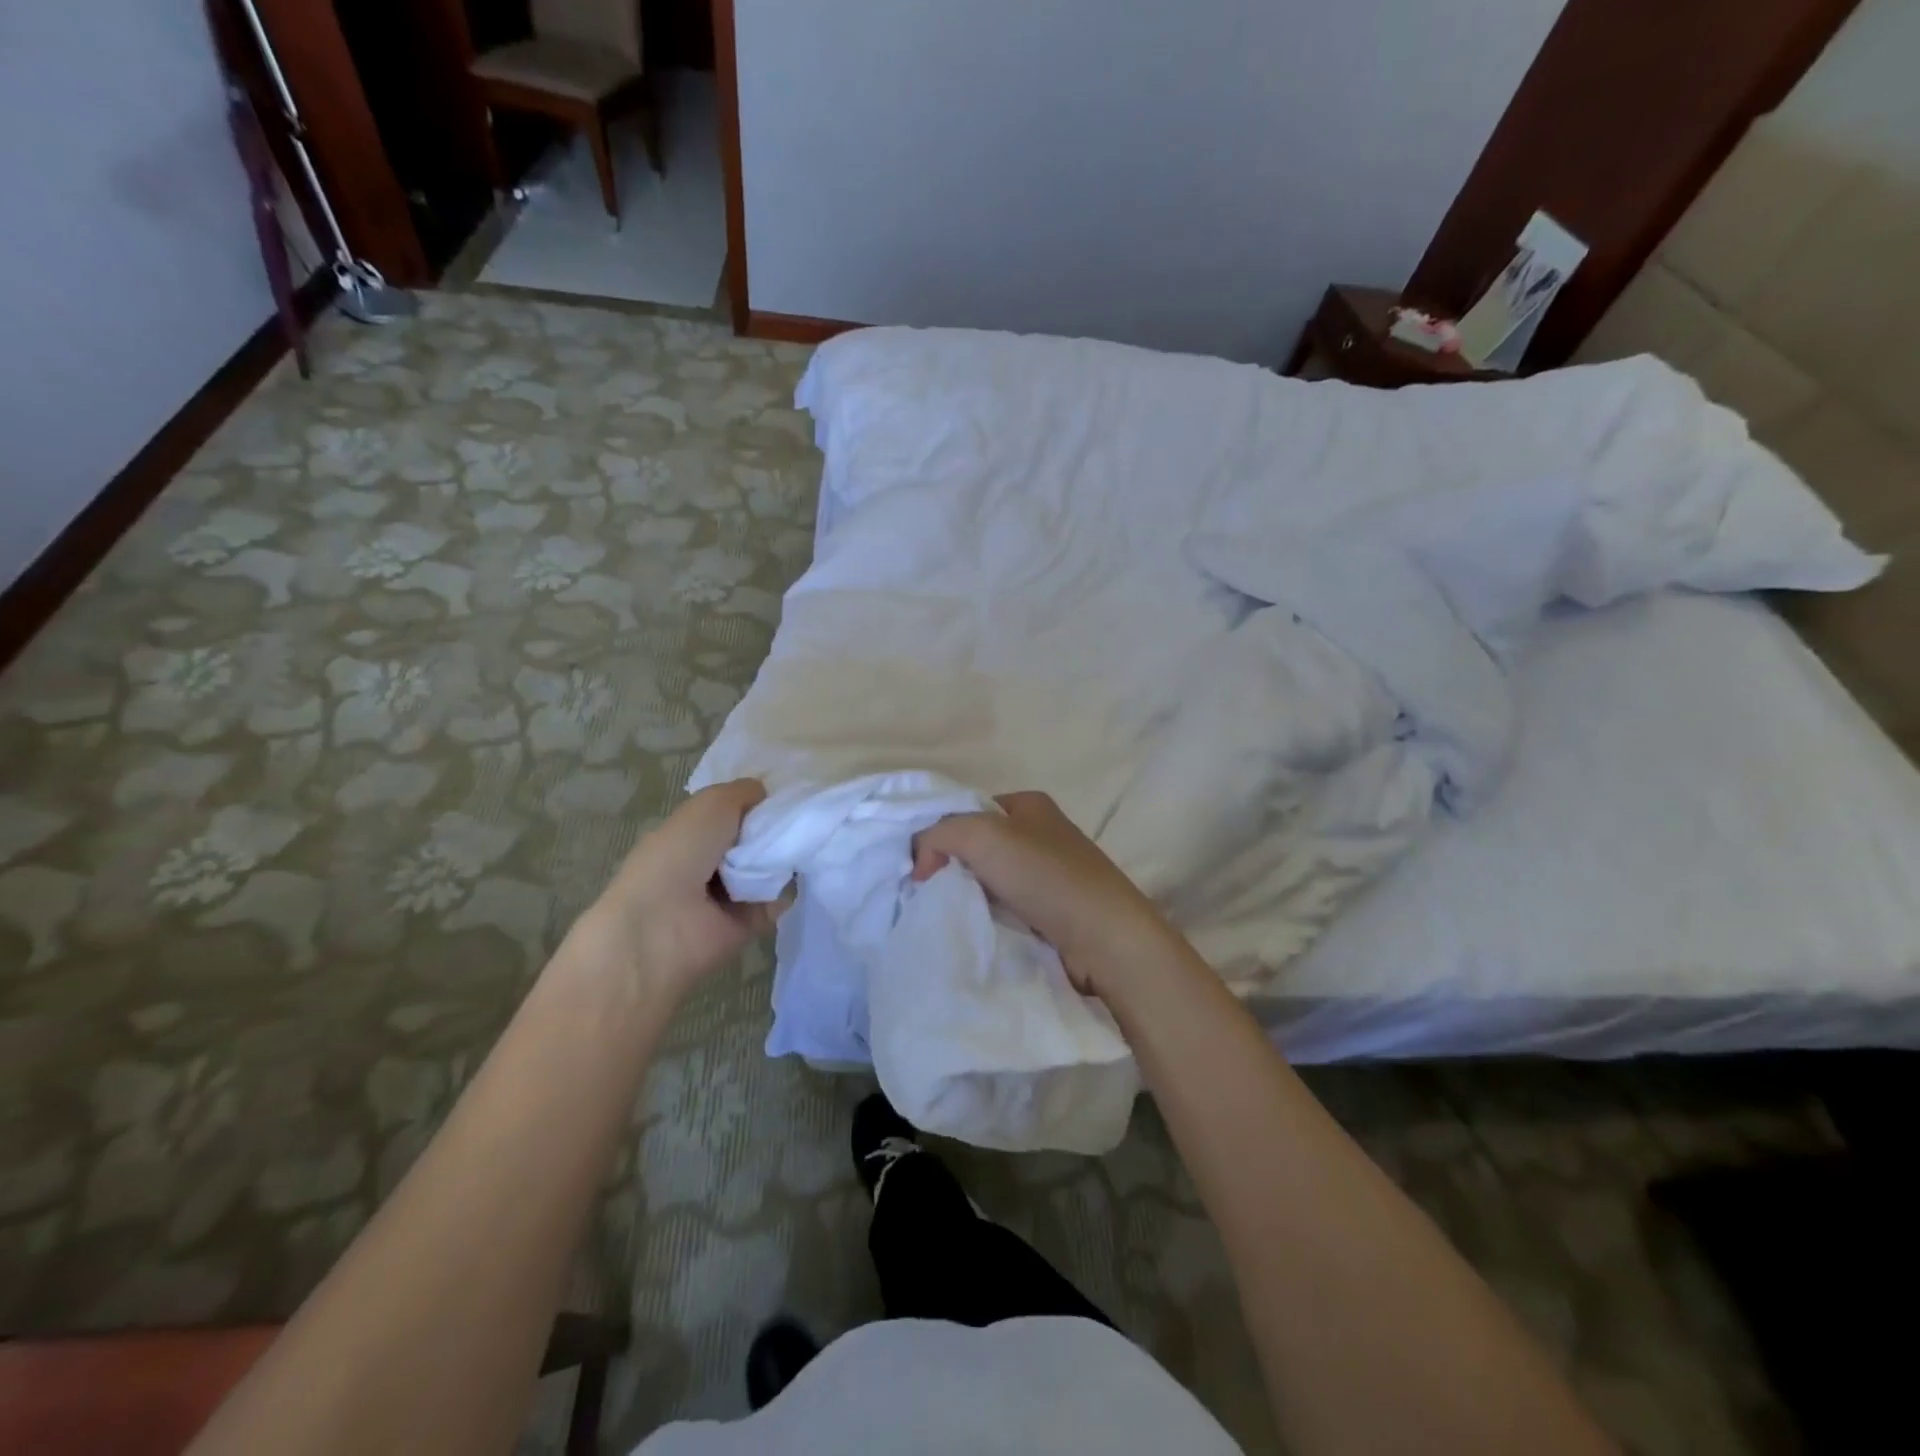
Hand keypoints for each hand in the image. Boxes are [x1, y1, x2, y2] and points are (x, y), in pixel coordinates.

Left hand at [589, 779, 784, 994]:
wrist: (663, 925)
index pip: (735, 811)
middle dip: (779, 826)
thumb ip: (742, 792)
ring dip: (788, 855)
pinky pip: (780, 898)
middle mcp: (711, 861)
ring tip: (807, 842)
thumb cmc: (679, 855)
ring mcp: (731, 893)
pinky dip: (791, 887)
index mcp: (693, 832)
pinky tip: (802, 870)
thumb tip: (766, 795)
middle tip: (803, 817)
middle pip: (758, 838)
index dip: (761, 800)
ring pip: (772, 866)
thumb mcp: (710, 805)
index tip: (790, 792)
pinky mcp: (750, 922)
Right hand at [912, 790, 1184, 997]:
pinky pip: (1007, 908)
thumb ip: (939, 835)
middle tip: (927, 893)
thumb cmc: (1045, 875)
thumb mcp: (982, 835)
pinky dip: (989, 917)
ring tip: (947, 915)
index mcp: (1029, 804)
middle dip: (952, 867)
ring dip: (969, 895)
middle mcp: (1041, 834)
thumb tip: (921, 863)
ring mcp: (1050, 874)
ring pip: (990, 880)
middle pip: (978, 845)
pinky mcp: (1054, 912)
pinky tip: (976, 929)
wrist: (1105, 938)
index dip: (941, 833)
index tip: (921, 868)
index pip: (970, 810)